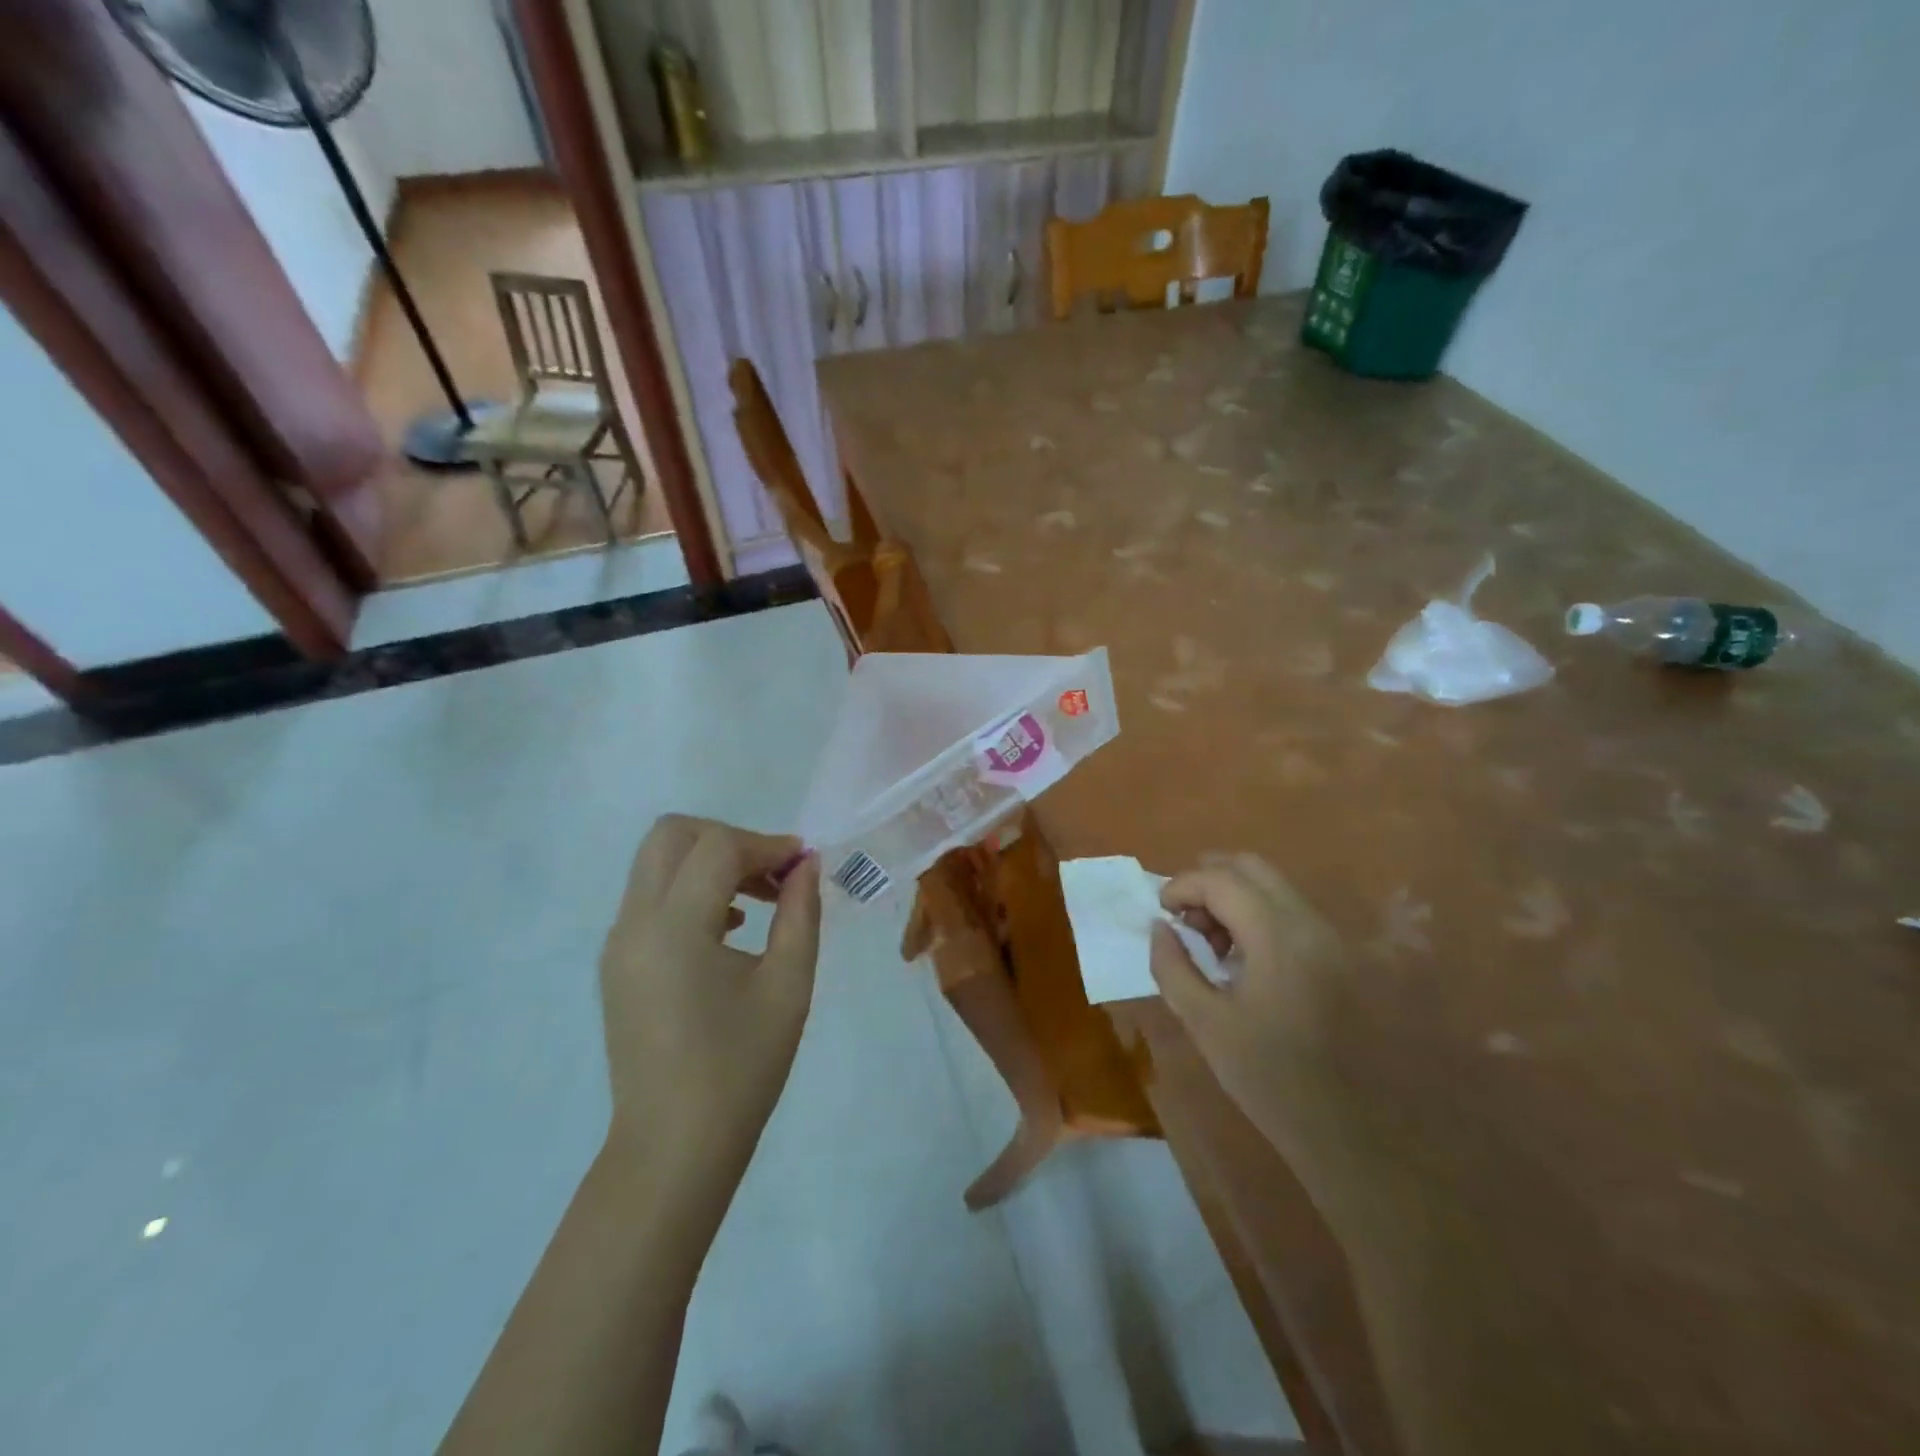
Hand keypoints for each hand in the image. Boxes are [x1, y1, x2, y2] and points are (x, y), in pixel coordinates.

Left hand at [598, 815, 821, 1194]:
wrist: (673, 1148)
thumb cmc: (740, 1068)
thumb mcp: (788, 986)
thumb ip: (800, 913)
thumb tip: (806, 865)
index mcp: (675, 928)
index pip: (718, 848)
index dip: (766, 845)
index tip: (803, 865)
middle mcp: (634, 924)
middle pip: (671, 835)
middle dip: (727, 838)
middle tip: (771, 873)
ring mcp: (619, 944)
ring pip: (657, 863)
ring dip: (709, 863)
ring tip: (759, 902)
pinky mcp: (618, 964)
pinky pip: (650, 898)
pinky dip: (689, 890)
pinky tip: (730, 929)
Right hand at [1149, 852, 1346, 1171]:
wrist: (1358, 1137)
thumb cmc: (1272, 1082)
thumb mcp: (1205, 1024)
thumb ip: (1172, 967)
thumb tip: (1159, 927)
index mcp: (1279, 937)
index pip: (1221, 880)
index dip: (1181, 886)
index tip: (1160, 913)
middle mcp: (1311, 924)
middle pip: (1251, 867)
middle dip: (1208, 881)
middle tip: (1185, 919)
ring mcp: (1333, 938)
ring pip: (1273, 887)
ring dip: (1233, 897)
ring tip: (1211, 943)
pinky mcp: (1342, 956)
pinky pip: (1291, 912)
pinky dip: (1257, 915)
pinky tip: (1244, 960)